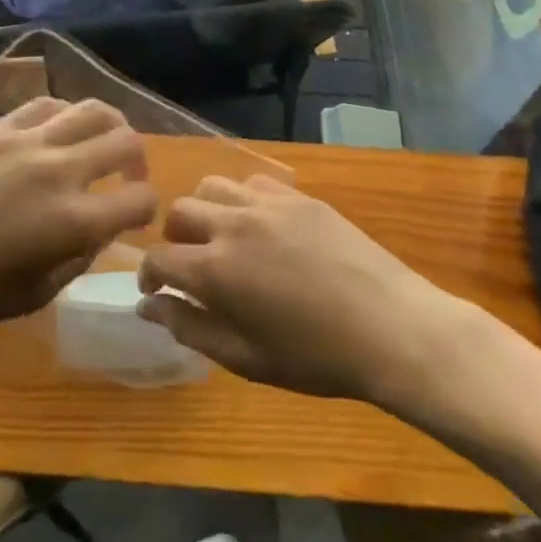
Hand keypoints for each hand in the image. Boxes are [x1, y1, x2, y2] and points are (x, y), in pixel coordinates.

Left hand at [0, 98, 155, 330]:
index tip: (135, 215)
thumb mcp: (38, 293)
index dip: (147, 208)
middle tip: (126, 174)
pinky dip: (63, 116)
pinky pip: (45, 105)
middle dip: (137, 159)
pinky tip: (54, 132)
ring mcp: (27, 141)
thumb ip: (80, 257)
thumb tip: (99, 230)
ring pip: (91, 108)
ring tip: (98, 140)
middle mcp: (61, 171)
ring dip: (108, 126)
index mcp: (75, 220)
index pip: (140, 198)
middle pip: (126, 141)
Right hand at [138, 175, 489, 402]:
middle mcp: (233, 226)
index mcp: (215, 270)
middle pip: (179, 212)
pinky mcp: (298, 196)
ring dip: (204, 210)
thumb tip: (149, 306)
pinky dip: (242, 199)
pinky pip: (253, 182)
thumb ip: (190, 328)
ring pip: (211, 186)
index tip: (156, 290)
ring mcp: (268, 204)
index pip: (158, 259)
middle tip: (190, 263)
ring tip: (220, 235)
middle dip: (173, 238)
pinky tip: (259, 224)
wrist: (391, 328)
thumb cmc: (316, 357)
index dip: (149, 275)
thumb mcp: (246, 358)